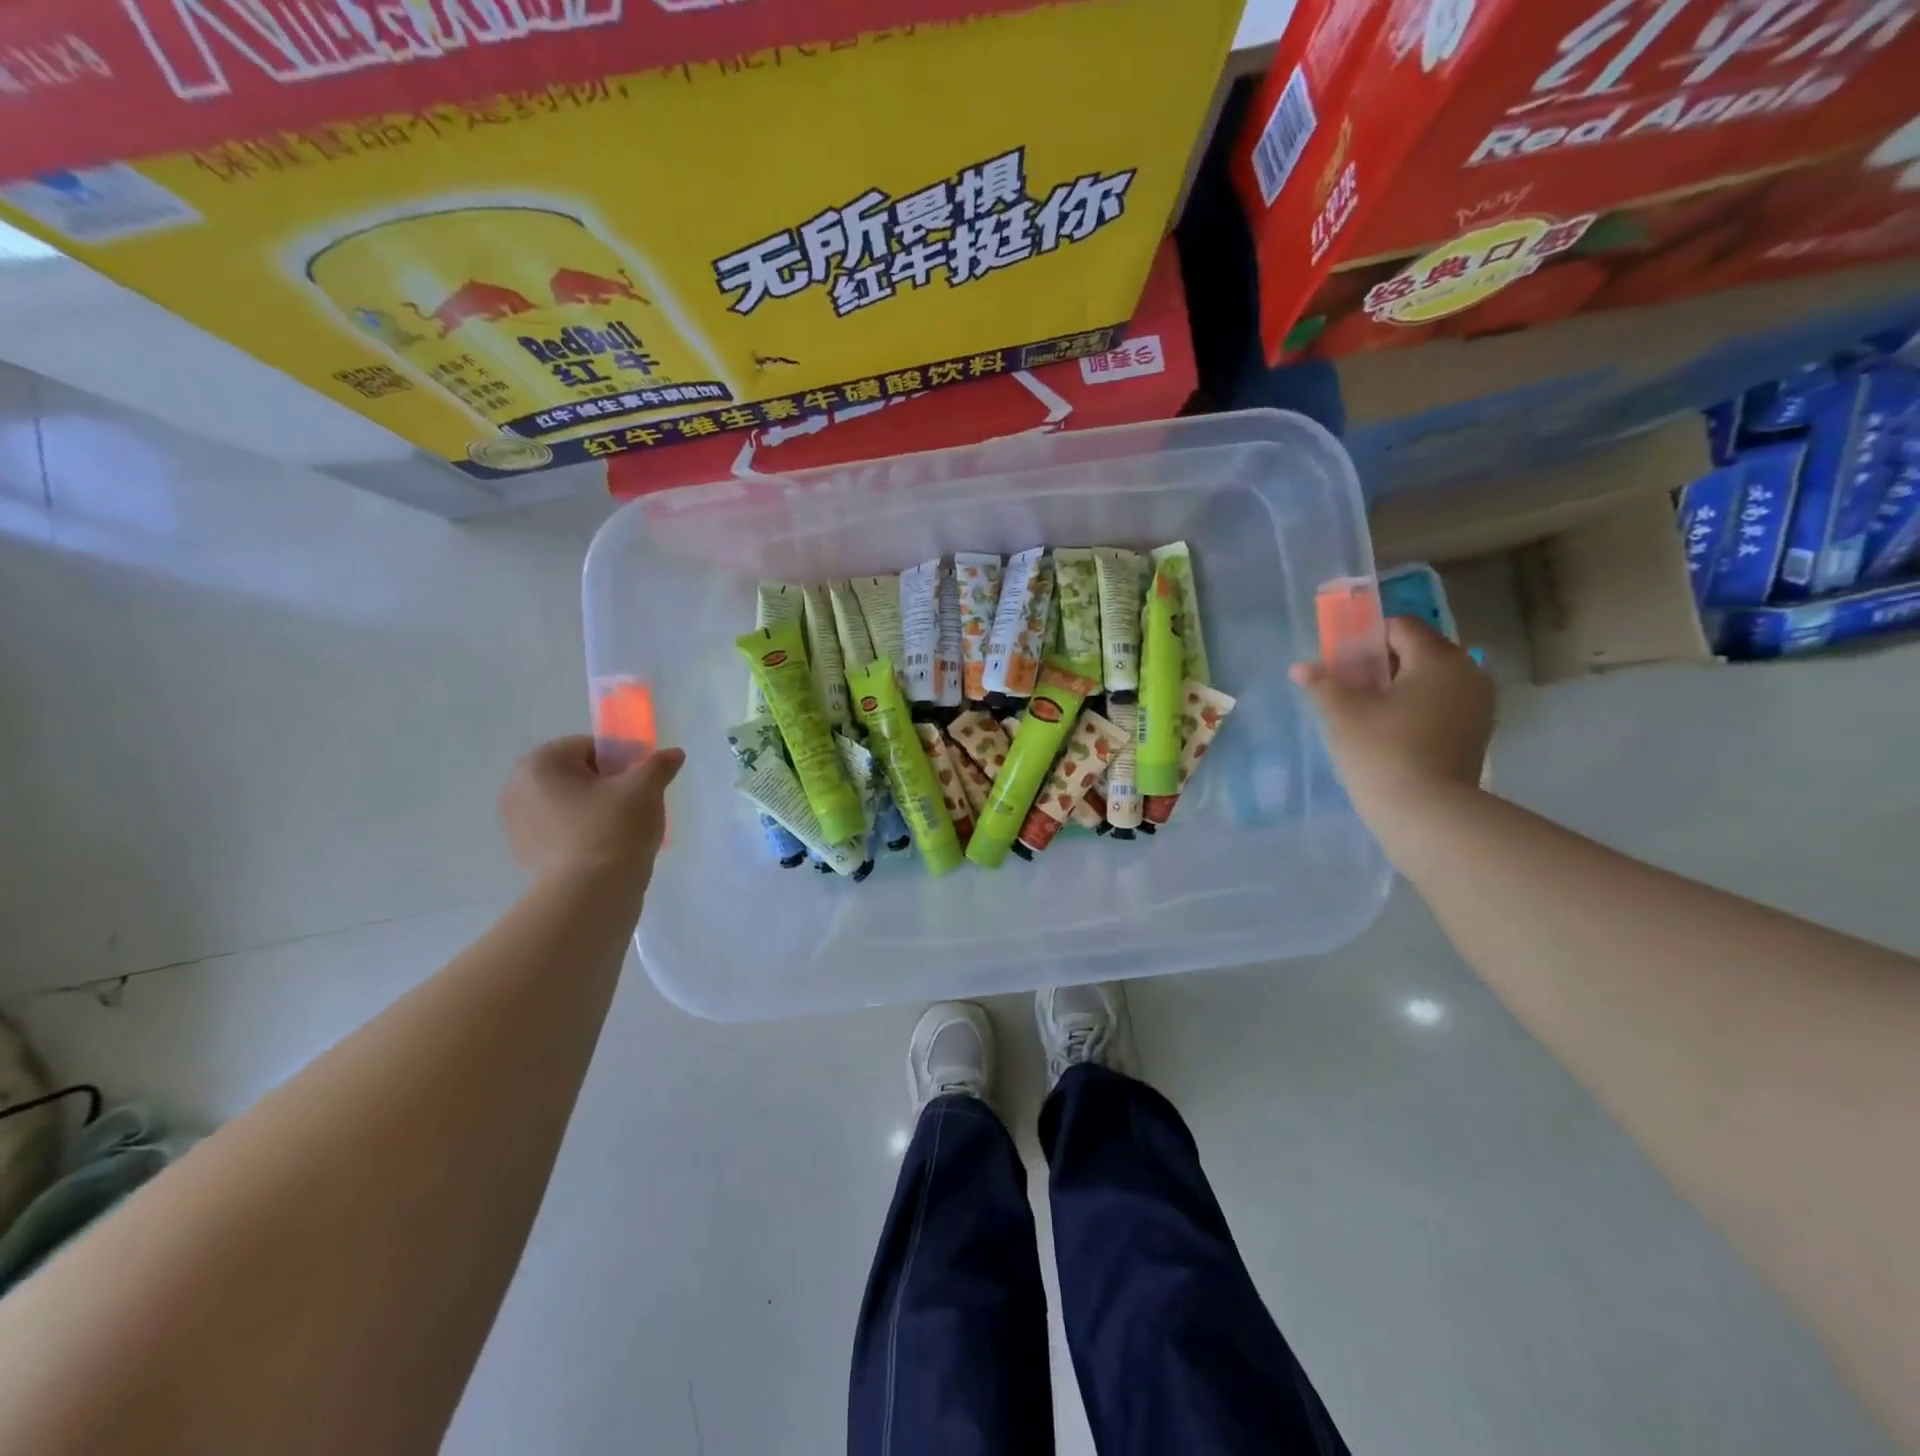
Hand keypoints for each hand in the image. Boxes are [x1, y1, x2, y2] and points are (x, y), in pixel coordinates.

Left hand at [498, 736, 684, 881]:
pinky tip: (607, 850)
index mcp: (540, 764)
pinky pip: (561, 832)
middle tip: (636, 803)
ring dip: (594, 809)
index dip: (622, 758)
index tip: (643, 779)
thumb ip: (658, 765)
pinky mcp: (525, 855)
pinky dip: (583, 834)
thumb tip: (674, 754)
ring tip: (624, 829)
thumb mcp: (644, 789)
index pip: (589, 747)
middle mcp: (517, 789)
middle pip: (576, 775)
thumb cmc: (613, 829)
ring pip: (568, 804)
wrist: (590, 895)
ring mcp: (517, 825)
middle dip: (606, 784)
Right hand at [1291, 617, 1493, 833]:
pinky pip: (1443, 704)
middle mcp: (1468, 673)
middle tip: (1349, 686)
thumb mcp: (1343, 714)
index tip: (1341, 662)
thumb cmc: (1383, 752)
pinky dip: (1417, 707)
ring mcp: (1478, 705)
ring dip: (1400, 686)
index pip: (1401, 627)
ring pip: (1432, 679)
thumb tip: (1300, 667)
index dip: (1366, 638)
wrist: (1428, 814)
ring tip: (1367, 711)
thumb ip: (1322, 684)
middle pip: (1419, 651)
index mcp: (1438, 659)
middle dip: (1382, 662)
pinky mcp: (1476, 733)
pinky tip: (1391, 731)